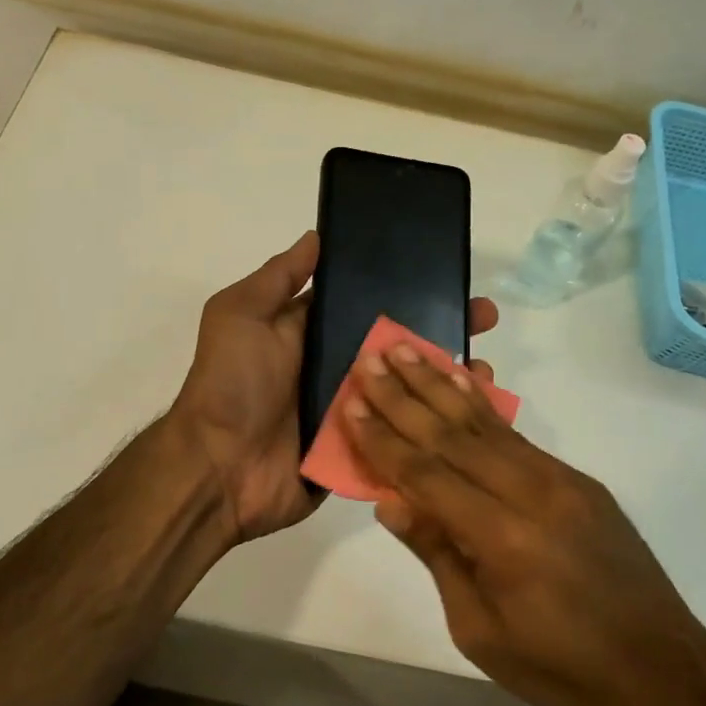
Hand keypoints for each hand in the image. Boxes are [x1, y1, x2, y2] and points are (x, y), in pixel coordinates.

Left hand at [170, 231, 499, 544]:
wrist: (218, 469)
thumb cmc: (231, 383)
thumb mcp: (241, 314)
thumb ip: (278, 277)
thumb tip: (316, 236)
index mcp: (315, 333)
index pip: (371, 304)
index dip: (407, 289)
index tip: (449, 275)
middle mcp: (339, 369)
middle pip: (399, 347)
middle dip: (442, 330)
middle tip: (485, 318)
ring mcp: (354, 414)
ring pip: (409, 392)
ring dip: (448, 380)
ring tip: (487, 369)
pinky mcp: (363, 454)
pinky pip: (405, 439)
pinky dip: (437, 430)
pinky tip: (476, 419)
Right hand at [343, 343, 705, 705]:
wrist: (663, 672)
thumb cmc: (560, 668)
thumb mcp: (480, 631)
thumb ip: (437, 555)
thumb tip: (390, 500)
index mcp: (503, 540)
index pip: (427, 475)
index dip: (385, 440)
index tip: (351, 404)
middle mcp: (531, 494)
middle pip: (452, 436)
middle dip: (405, 395)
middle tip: (371, 358)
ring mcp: (559, 480)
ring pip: (486, 423)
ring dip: (440, 384)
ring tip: (408, 349)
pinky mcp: (576, 479)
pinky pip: (516, 434)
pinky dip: (481, 404)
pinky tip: (460, 379)